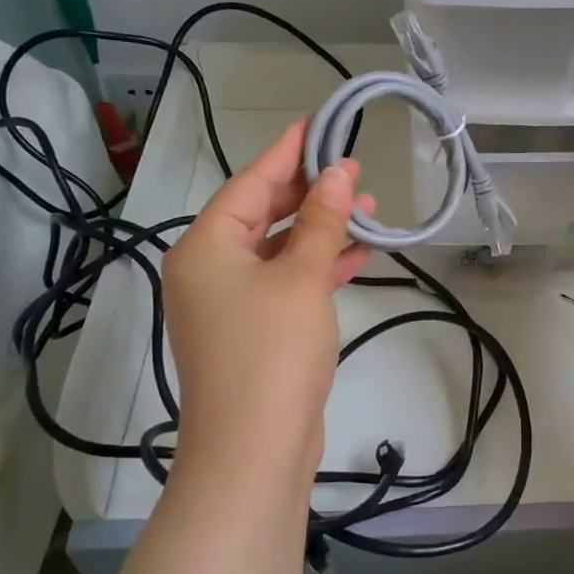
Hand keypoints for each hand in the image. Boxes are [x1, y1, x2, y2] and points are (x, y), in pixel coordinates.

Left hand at [161, 120, 373, 485]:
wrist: (254, 451)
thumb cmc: (272, 352)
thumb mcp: (301, 278)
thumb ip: (321, 222)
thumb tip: (338, 175)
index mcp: (205, 247)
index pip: (251, 182)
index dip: (288, 151)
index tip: (319, 122)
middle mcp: (209, 269)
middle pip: (261, 213)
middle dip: (310, 192)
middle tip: (354, 168)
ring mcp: (229, 303)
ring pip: (278, 249)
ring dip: (320, 230)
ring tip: (368, 208)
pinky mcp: (252, 331)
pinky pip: (285, 282)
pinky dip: (317, 267)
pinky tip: (356, 254)